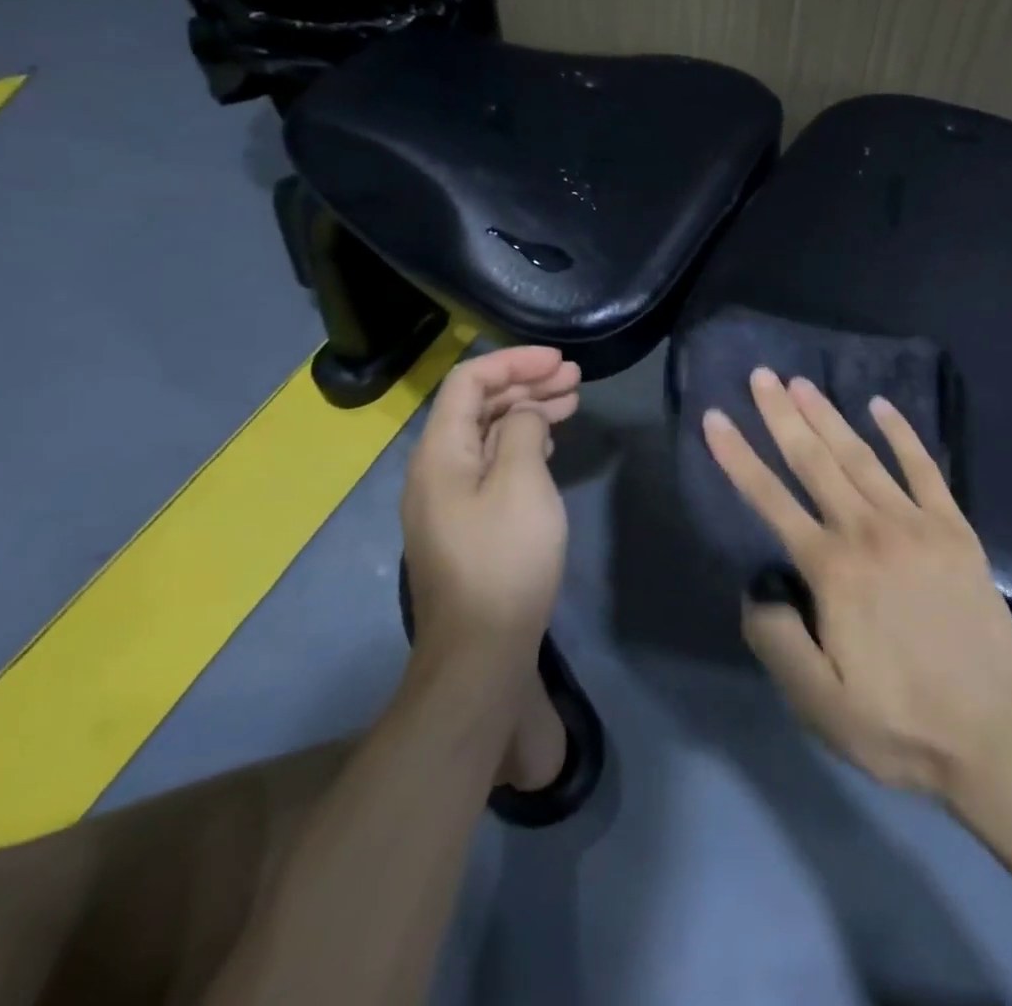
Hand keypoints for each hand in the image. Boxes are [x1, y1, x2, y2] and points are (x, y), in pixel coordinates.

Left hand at [401, 347, 580, 656]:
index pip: (469, 381)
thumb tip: (523, 412)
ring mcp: (451, 497)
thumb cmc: (504, 559)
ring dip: (528, 411)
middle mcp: (437, 468)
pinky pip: (493, 463)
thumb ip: (521, 430)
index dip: (514, 362)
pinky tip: (548, 441)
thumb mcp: (521, 483)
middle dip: (526, 383)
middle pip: (478, 405)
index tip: (559, 360)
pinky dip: (523, 442)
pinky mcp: (468, 521)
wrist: (482, 650)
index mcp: (439, 452)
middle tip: (575, 378)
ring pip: (488, 434)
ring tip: (571, 401)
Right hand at [703, 368, 1011, 798]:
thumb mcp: (819, 704)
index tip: (717, 418)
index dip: (739, 457)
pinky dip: (902, 434)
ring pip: (861, 457)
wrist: (997, 733)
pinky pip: (924, 469)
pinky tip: (882, 407)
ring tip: (803, 382)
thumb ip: (776, 640)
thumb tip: (756, 588)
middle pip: (815, 462)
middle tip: (761, 376)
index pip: (771, 500)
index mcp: (832, 571)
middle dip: (782, 416)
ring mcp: (916, 524)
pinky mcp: (955, 529)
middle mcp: (868, 532)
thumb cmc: (900, 723)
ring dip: (829, 416)